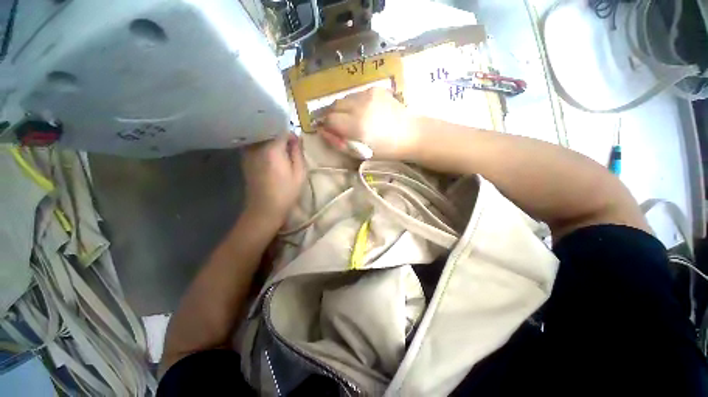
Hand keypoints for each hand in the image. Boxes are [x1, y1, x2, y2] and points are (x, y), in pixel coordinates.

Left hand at [241, 134, 304, 226]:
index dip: (291, 134)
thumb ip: (298, 152)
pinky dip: (263, 144)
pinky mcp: (245, 159)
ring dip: (271, 139)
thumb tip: (297, 137)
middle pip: (268, 131)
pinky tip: (270, 154)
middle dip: (280, 135)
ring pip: (260, 136)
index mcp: (272, 150)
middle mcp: (257, 147)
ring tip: (281, 149)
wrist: (264, 209)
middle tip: (290, 146)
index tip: (297, 143)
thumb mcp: (300, 173)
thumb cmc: (286, 192)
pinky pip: (254, 144)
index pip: (281, 130)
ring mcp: (248, 153)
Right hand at [315, 88, 418, 159]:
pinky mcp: (376, 89)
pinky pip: (356, 95)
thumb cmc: (386, 150)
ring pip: (344, 99)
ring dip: (343, 109)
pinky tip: (364, 112)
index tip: (331, 132)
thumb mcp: (360, 153)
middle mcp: (360, 105)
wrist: (411, 134)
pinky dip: (354, 103)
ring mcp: (368, 94)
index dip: (327, 126)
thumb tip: (322, 131)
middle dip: (333, 116)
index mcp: (356, 125)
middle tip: (341, 126)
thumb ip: (338, 143)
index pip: (329, 119)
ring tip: (353, 119)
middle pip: (334, 105)